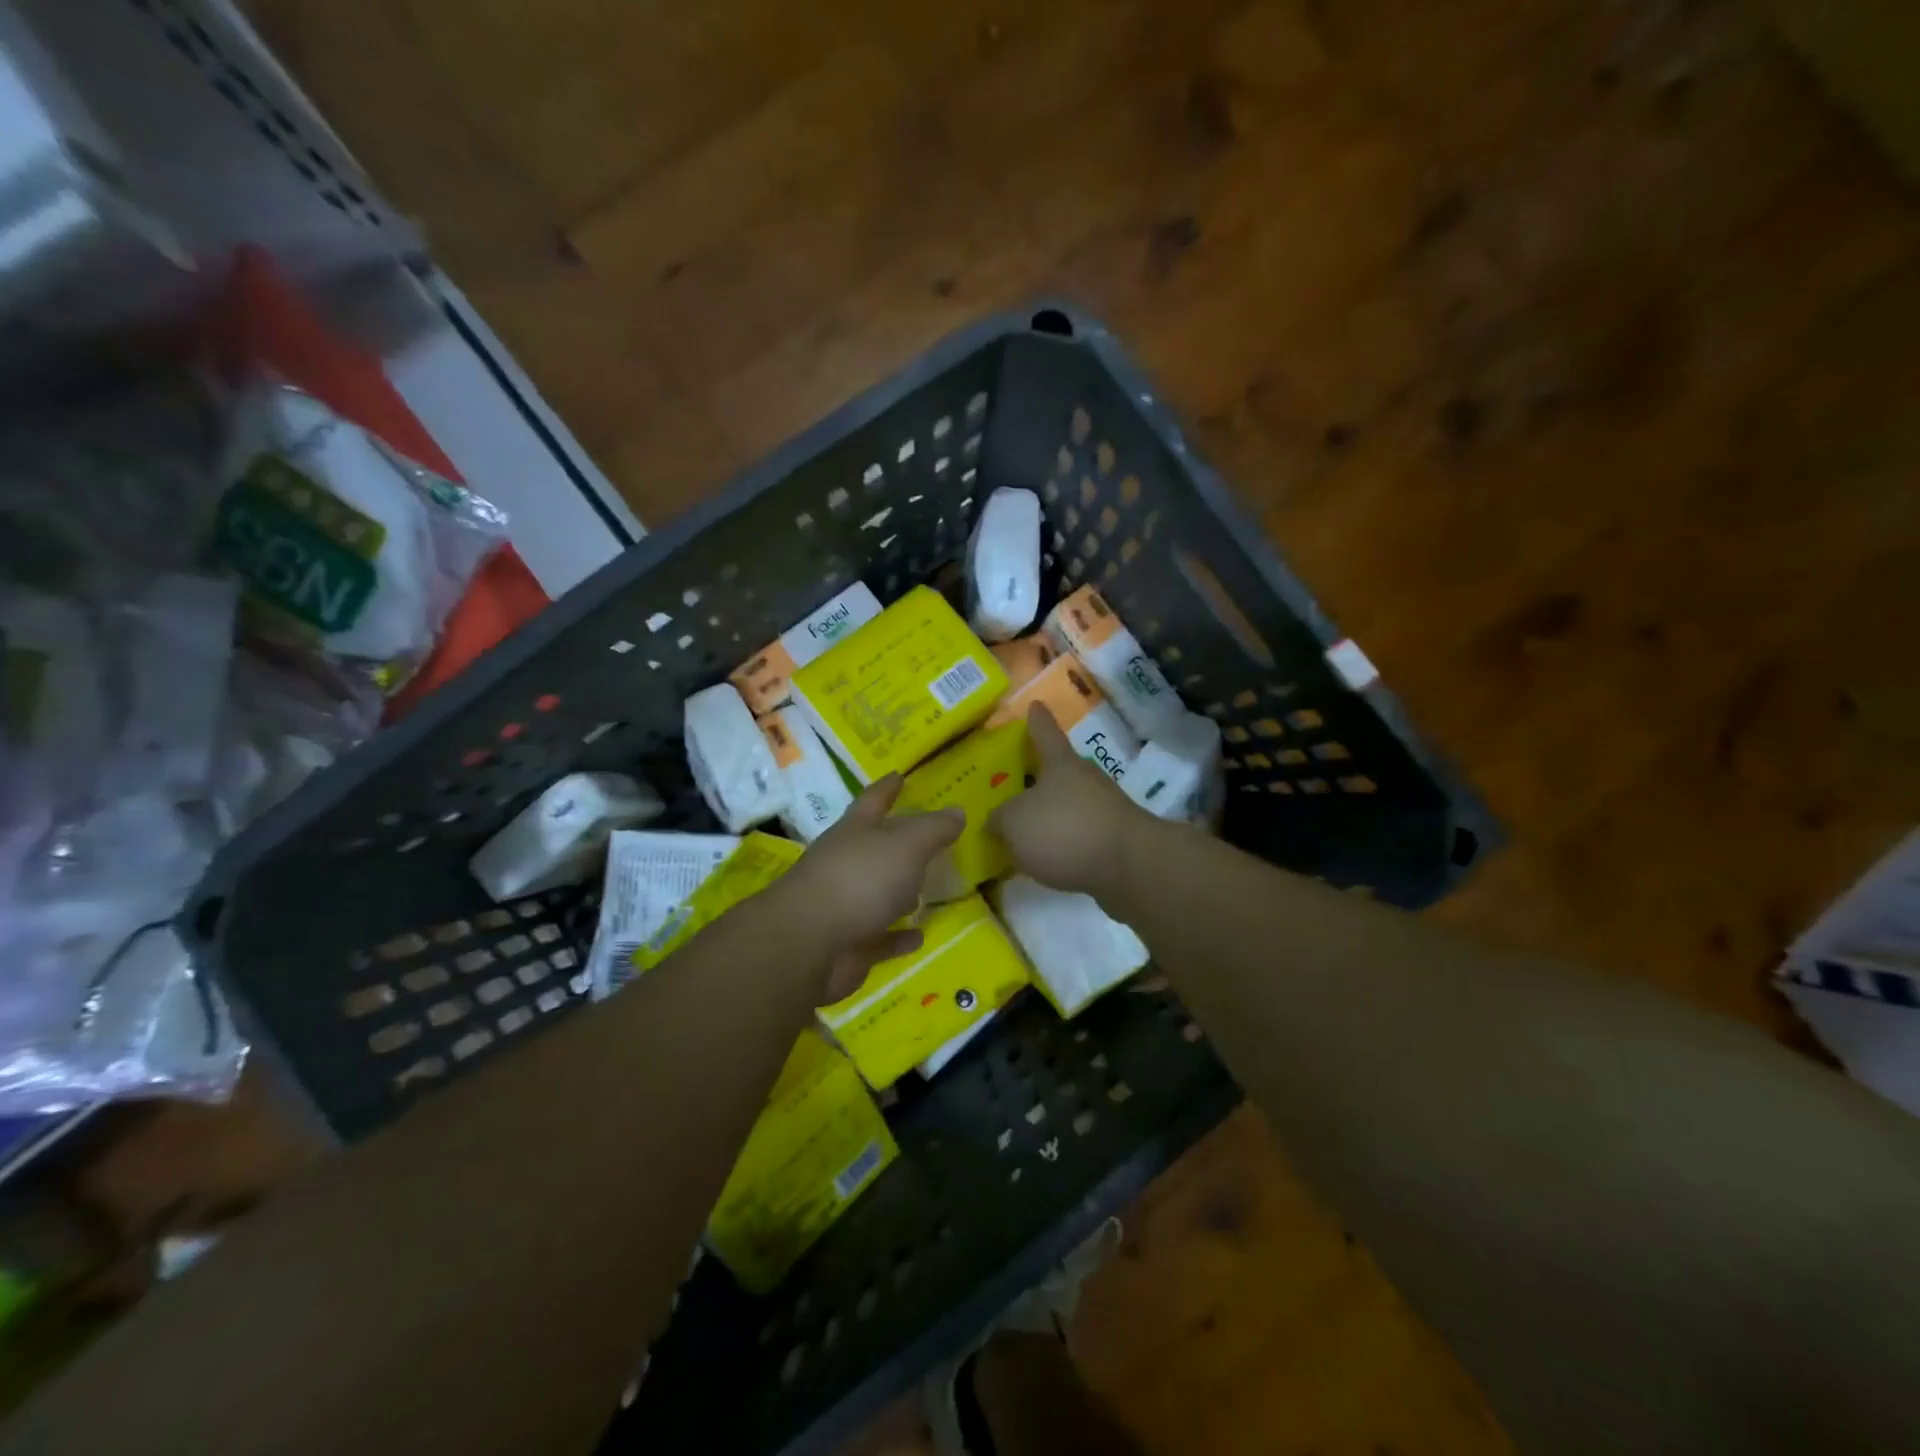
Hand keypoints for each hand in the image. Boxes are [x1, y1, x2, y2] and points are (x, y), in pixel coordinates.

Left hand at [779, 775, 963, 1001]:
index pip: (873, 801)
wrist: (811, 944)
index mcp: (854, 832)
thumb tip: (957, 811)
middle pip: (873, 848)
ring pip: (876, 893)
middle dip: (895, 843)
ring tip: (928, 890)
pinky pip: (880, 937)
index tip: (899, 775)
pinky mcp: (849, 945)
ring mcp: (844, 906)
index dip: (887, 788)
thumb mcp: (907, 845)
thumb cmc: (860, 879)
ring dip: (899, 892)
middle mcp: (845, 864)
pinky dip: (898, 936)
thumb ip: (934, 829)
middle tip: (926, 839)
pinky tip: (919, 935)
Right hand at [992, 704, 1156, 897]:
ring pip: (1069, 805)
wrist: (1129, 867)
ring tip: (1024, 831)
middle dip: (1038, 777)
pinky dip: (1063, 843)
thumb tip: (997, 821)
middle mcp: (1086, 779)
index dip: (1038, 720)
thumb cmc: (1065, 830)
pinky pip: (1079, 835)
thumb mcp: (1015, 822)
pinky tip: (1045, 859)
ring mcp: (1105, 809)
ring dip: (1050, 815)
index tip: (1036, 704)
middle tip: (1014, 783)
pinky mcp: (1114, 840)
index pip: (1045, 733)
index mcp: (1061, 764)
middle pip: (1059, 771)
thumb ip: (999, 819)